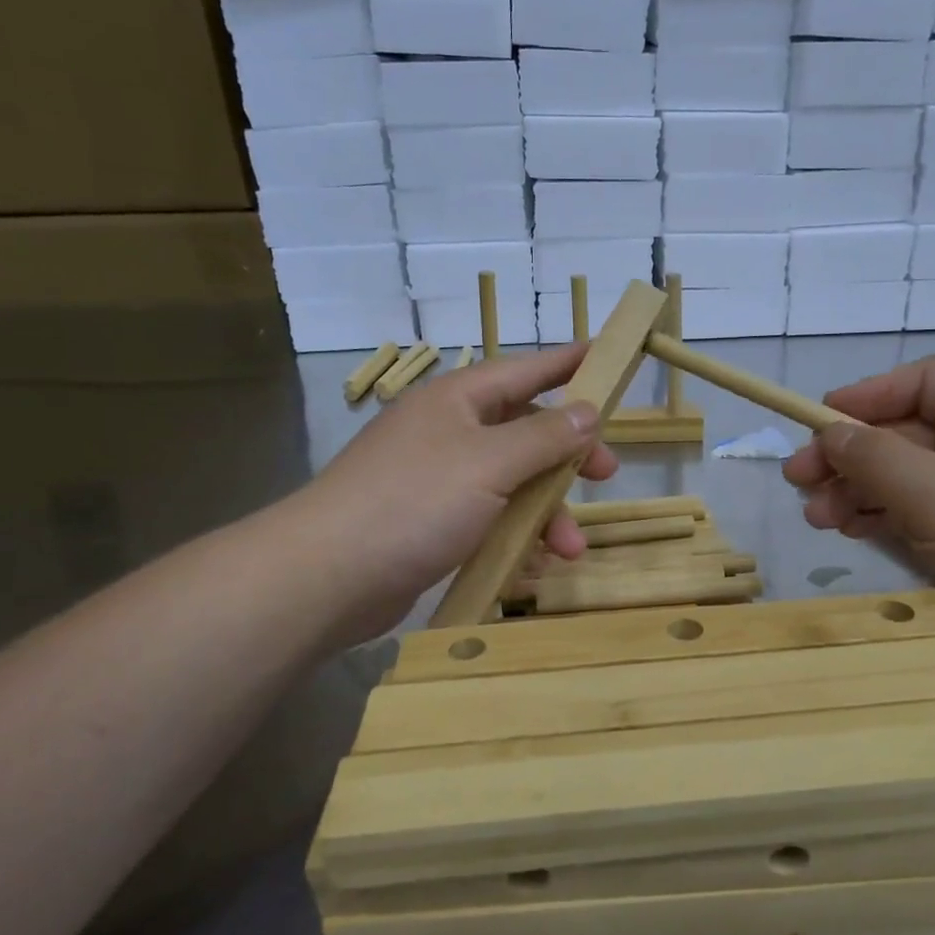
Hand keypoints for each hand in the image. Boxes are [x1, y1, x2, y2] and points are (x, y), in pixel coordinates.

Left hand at [287, 346, 617, 645]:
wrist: (327, 576)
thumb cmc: (414, 502)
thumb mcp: (490, 463)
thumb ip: (544, 436)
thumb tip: (587, 410)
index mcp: (457, 401)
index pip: (525, 370)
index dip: (568, 364)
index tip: (608, 358)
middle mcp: (447, 433)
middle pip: (523, 431)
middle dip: (567, 455)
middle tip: (605, 474)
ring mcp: (435, 480)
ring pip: (509, 483)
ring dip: (545, 512)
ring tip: (569, 550)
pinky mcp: (428, 523)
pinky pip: (487, 519)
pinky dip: (514, 537)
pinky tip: (533, 566)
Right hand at [783, 357, 934, 691]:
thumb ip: (874, 456)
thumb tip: (830, 435)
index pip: (926, 382)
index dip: (869, 395)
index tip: (817, 421)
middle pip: (907, 432)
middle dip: (851, 454)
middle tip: (798, 480)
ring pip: (906, 476)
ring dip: (857, 490)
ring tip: (815, 516)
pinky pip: (917, 512)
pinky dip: (879, 516)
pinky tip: (845, 529)